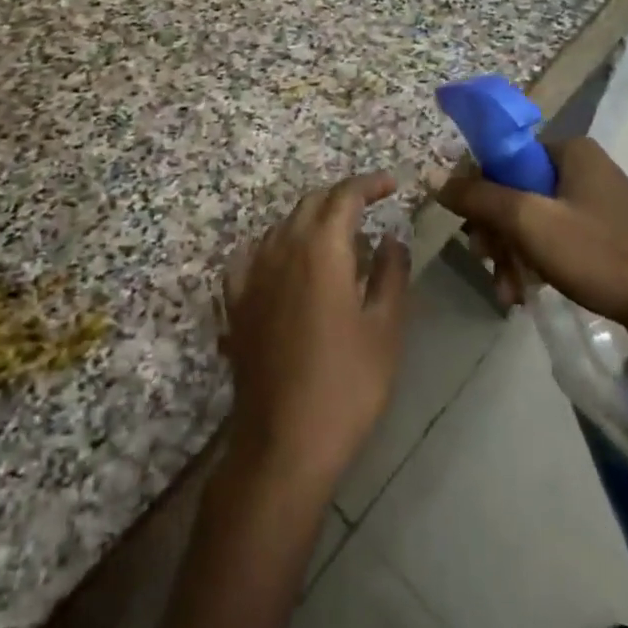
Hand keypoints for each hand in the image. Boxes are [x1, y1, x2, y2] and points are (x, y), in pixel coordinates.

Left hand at [219, 173, 410, 491]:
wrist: (283, 443)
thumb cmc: (346, 385)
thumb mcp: (385, 329)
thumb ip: (391, 274)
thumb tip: (391, 238)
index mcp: (321, 248)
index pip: (345, 195)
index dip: (369, 184)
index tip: (391, 186)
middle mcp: (282, 248)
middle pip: (312, 203)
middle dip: (342, 197)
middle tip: (370, 208)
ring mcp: (253, 274)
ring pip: (282, 225)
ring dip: (311, 220)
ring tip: (337, 239)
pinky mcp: (236, 302)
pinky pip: (253, 255)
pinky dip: (276, 246)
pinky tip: (285, 262)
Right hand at [437, 137, 627, 366]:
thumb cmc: (602, 256)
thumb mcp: (530, 222)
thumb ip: (479, 197)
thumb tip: (433, 177)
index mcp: (570, 150)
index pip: (503, 155)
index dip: (479, 189)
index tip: (471, 228)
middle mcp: (582, 168)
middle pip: (515, 189)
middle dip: (496, 232)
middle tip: (488, 264)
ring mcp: (595, 203)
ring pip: (531, 219)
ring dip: (512, 254)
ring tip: (507, 293)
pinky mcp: (603, 236)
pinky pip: (553, 239)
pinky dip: (535, 263)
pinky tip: (525, 295)